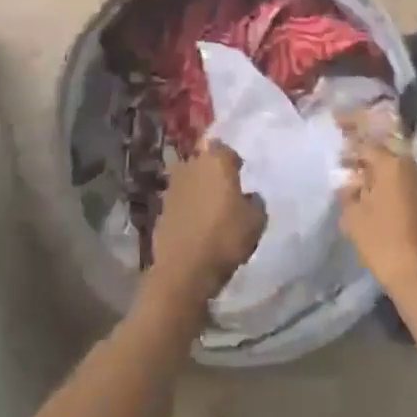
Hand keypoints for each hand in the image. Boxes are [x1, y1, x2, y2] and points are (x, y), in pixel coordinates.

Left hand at [148, 143, 264, 310]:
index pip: (223, 148)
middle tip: (226, 190)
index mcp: (215, 161)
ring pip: (189, 180)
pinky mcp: (160, 209)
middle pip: (203, 161)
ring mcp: (171, 187)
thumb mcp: (256, 221)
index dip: (232, 160)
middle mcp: (190, 166)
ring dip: (198, 189)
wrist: (184, 269)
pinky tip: (196, 224)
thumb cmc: (226, 238)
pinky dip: (187, 208)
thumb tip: (248, 197)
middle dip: (213, 172)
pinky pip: (179, 201)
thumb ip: (255, 202)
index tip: (240, 174)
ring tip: (211, 209)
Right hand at [338, 129, 416, 305]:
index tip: (336, 123)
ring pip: (400, 172)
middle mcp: (415, 171)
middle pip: (387, 153)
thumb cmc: (383, 244)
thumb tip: (349, 182)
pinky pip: (410, 189)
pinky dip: (393, 190)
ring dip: (380, 173)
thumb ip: (349, 193)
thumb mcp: (354, 218)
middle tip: (347, 157)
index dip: (349, 133)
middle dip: (366, 153)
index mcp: (393, 166)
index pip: (366, 142)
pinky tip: (381, 204)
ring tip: (361, 182)